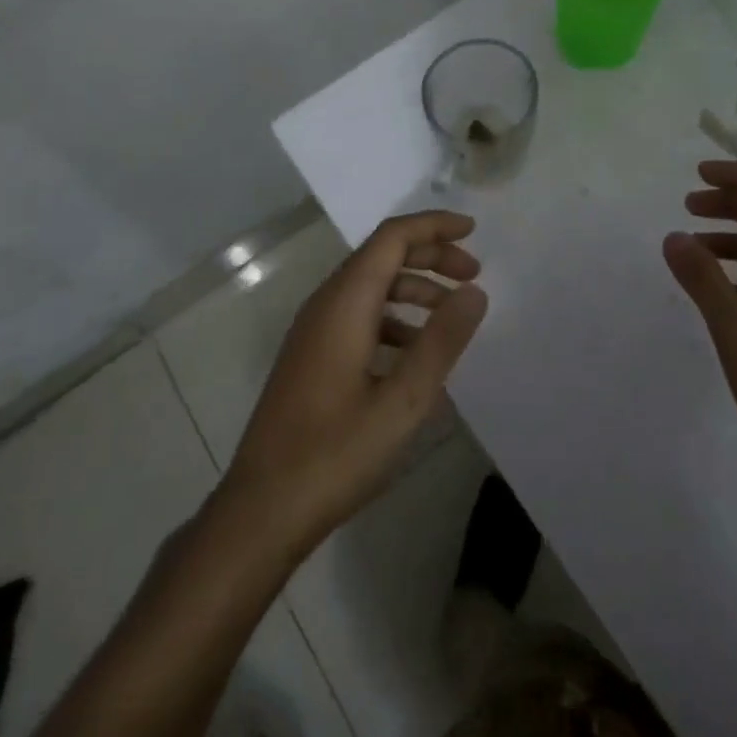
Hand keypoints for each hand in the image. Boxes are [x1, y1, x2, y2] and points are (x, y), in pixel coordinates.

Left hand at [219, 212, 487, 556]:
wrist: (261, 510)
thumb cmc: (335, 454)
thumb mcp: (403, 401)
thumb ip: (441, 342)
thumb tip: (474, 292)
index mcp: (344, 303)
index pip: (392, 237)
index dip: (433, 226)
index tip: (474, 232)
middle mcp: (325, 305)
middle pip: (381, 257)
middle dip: (430, 257)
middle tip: (473, 277)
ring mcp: (313, 332)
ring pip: (370, 288)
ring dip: (413, 290)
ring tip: (452, 318)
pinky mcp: (311, 357)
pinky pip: (358, 317)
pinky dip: (393, 319)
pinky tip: (415, 356)